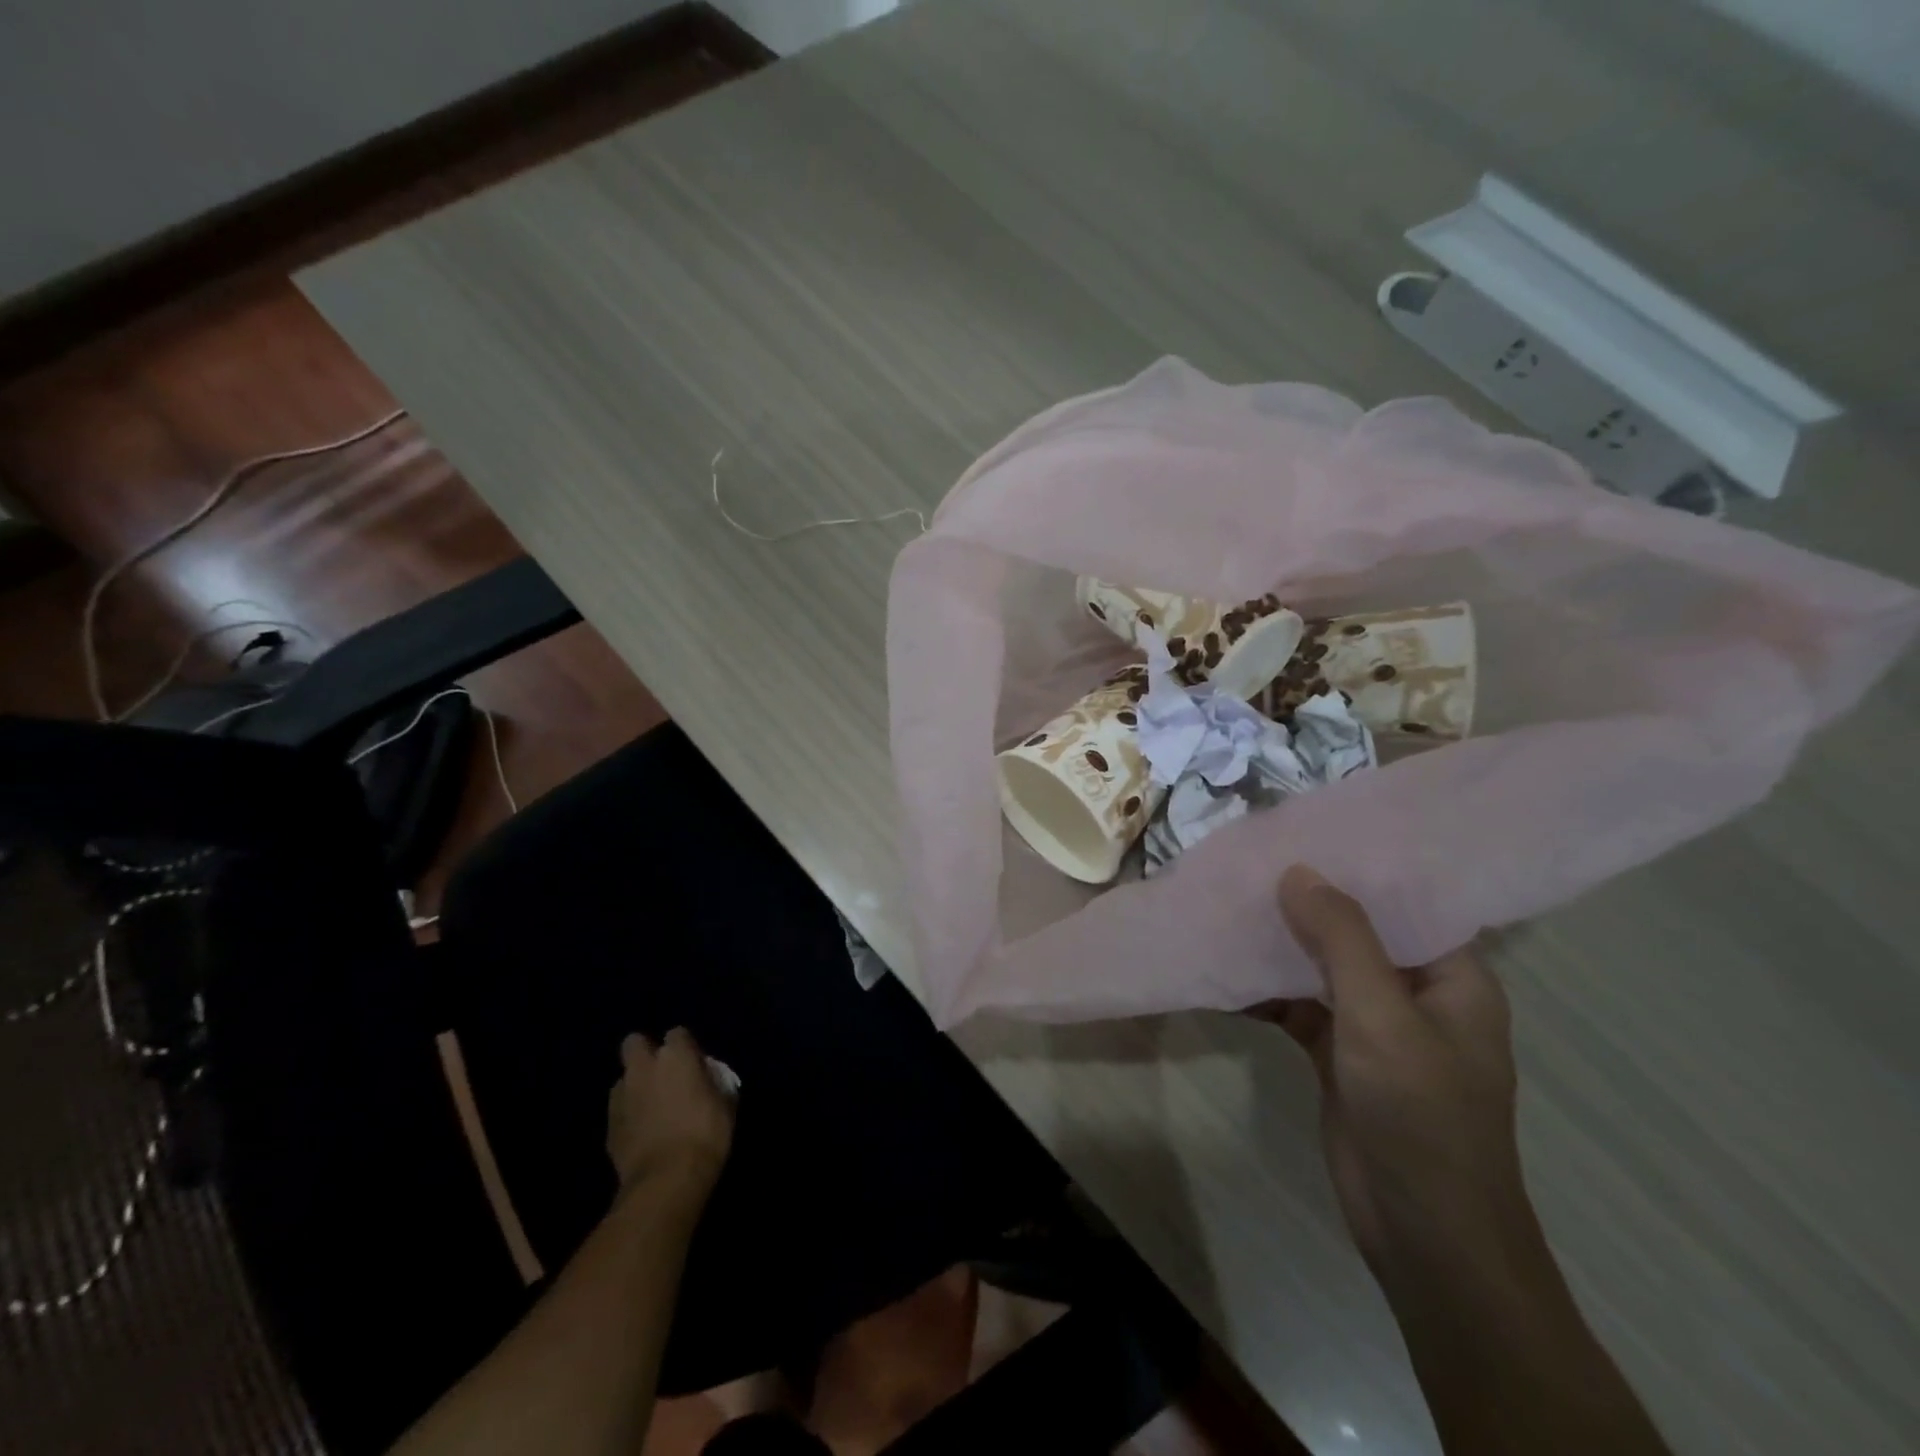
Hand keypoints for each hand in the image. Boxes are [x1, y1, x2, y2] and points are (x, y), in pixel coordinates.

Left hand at [606, 1028, 735, 1201]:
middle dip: (645, 1053)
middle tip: (662, 1074)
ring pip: (624, 1077)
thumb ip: (713, 1081)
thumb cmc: (705, 1134)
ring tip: (651, 1107)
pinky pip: (619, 1108)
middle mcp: (644, 1067)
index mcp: (676, 1056)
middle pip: (635, 1043)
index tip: (694, 1064)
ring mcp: (622, 1095)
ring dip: (636, 1086)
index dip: (685, 1048)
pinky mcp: (609, 1124)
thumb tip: (706, 1077)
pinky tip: (642, 1131)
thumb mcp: (725, 1103)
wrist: (667, 1180)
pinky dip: (628, 1114)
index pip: (677, 1033)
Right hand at [1256, 866, 1535, 1280]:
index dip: (1359, 867)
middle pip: (1357, 932)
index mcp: (1452, 976)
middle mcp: (1416, 992)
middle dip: (1306, 902)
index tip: (1304, 831)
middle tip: (1250, 861)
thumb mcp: (1382, 1017)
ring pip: (1322, 968)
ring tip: (1228, 903)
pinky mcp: (1339, 1055)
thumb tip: (1297, 871)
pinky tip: (1223, 970)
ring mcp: (1375, 1026)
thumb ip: (1341, 939)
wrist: (1424, 1236)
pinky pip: (1299, 1006)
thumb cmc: (1421, 1116)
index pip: (1407, 902)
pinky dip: (1265, 990)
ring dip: (1279, 945)